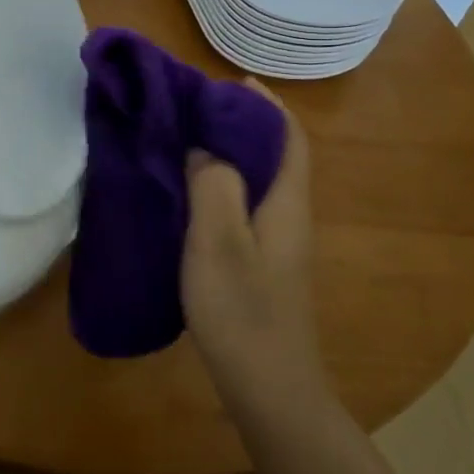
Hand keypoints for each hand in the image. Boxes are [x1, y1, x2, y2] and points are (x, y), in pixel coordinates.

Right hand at [182, 81, 329, 418]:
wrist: (269, 390)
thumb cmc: (243, 312)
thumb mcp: (218, 242)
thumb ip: (213, 185)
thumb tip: (206, 146)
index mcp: (286, 204)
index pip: (288, 138)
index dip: (265, 105)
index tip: (228, 82)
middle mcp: (288, 216)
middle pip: (274, 154)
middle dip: (242, 123)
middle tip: (193, 108)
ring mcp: (277, 243)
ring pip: (257, 180)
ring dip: (229, 152)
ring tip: (185, 139)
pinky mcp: (261, 263)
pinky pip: (243, 204)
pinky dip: (220, 183)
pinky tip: (188, 193)